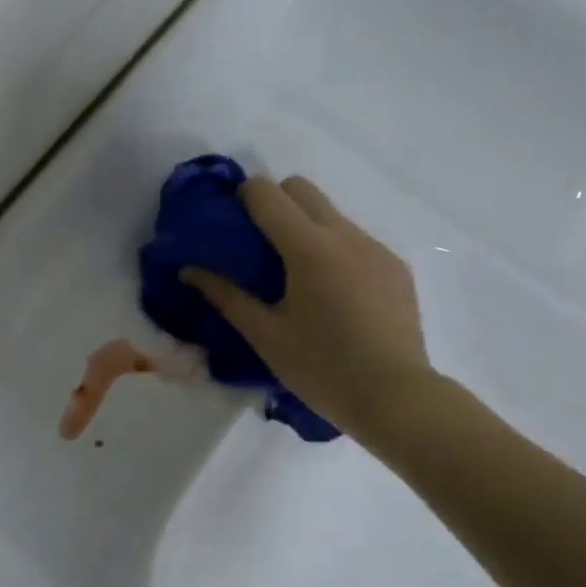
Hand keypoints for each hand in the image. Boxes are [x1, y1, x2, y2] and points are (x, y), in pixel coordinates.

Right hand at [181, 174, 431, 434]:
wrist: (396, 397)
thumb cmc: (322, 368)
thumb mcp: (266, 335)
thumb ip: (226, 296)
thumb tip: (189, 270)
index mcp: (309, 249)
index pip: (268, 193)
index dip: (243, 196)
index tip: (232, 221)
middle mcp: (345, 235)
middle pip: (302, 189)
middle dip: (275, 202)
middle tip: (260, 246)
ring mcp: (376, 249)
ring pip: (331, 214)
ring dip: (307, 228)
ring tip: (297, 277)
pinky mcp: (396, 267)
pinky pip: (356, 241)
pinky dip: (335, 252)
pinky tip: (333, 297)